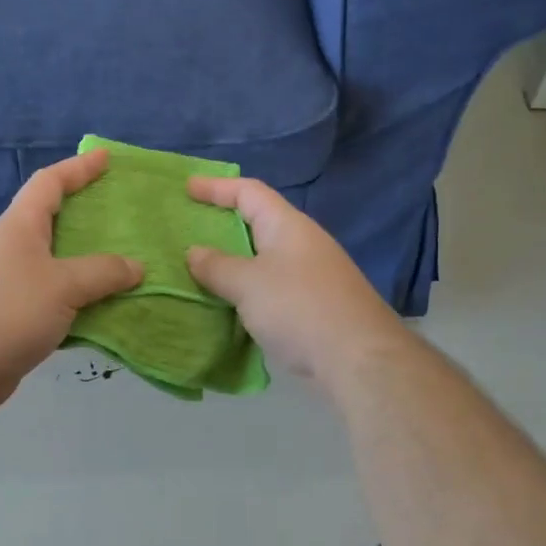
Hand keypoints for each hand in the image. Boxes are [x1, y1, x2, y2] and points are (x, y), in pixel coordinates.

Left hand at [0, 149, 143, 421]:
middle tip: (125, 218)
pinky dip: (80, 301)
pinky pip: (55, 300)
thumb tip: (136, 266)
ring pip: (58, 265)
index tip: (105, 158)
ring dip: (88, 264)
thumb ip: (102, 272)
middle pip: (54, 222)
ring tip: (126, 265)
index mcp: (19, 227)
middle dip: (88, 217)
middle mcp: (12, 249)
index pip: (49, 184)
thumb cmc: (6, 310)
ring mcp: (10, 285)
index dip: (77, 168)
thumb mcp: (62, 285)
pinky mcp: (12, 319)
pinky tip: (106, 310)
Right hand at [185, 177, 410, 390]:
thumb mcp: (248, 284)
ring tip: (201, 270)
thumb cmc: (299, 308)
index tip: (187, 188)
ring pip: (264, 259)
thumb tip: (194, 252)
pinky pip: (272, 287)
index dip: (216, 186)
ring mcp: (312, 276)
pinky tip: (229, 306)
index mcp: (287, 225)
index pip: (249, 192)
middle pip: (258, 223)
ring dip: (234, 262)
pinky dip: (247, 290)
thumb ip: (218, 266)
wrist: (358, 359)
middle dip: (223, 226)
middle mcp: (302, 244)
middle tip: (190, 231)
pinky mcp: (314, 306)